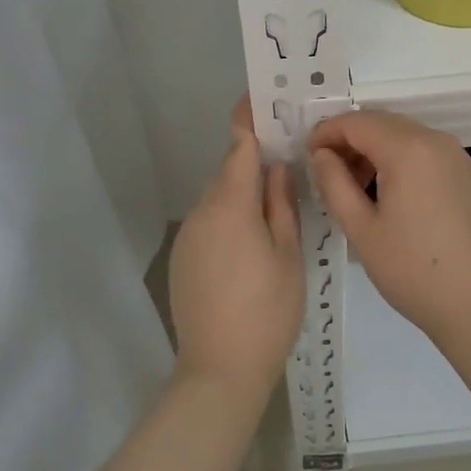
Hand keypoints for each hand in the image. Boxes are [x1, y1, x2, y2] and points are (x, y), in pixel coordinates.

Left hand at [170, 98, 304, 399]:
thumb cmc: (267, 310)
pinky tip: (250, 245)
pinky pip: (209, 223)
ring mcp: (188, 236)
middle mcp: (202, 212)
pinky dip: (229, 219)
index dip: (250, 119)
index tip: (263, 99)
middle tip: (288, 161)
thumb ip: (281, 204)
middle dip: (254, 162)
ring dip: (242, 193)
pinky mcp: (182, 258)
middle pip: (228, 172)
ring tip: (275, 208)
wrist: (219, 371)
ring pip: (218, 198)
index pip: (238, 145)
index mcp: (230, 204)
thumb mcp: (288, 254)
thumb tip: (277, 166)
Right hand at [308, 109, 470, 350]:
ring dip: (375, 149)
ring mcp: (457, 156)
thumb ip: (334, 183)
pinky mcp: (469, 174)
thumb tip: (322, 154)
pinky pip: (426, 151)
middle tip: (327, 170)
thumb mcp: (361, 228)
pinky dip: (401, 159)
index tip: (307, 154)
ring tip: (356, 186)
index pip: (356, 122)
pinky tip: (391, 193)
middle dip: (350, 139)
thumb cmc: (412, 269)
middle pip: (382, 123)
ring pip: (405, 135)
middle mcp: (435, 140)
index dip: (326, 132)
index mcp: (407, 149)